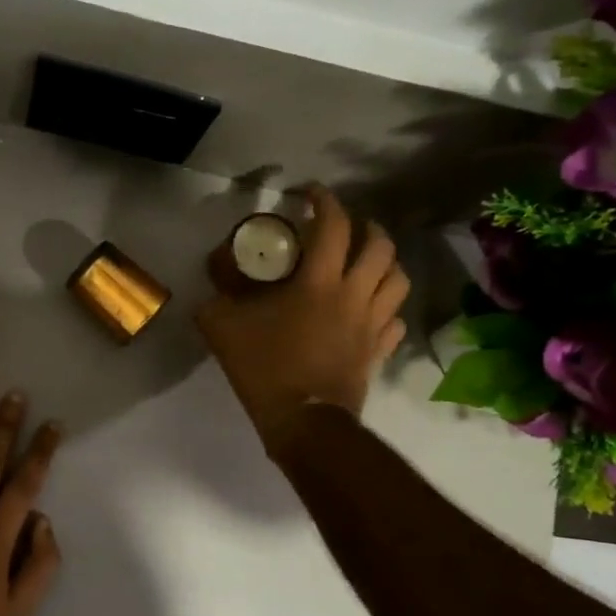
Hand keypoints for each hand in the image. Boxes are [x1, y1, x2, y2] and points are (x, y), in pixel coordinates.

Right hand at [197, 184, 408, 452]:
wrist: (303, 422)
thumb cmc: (264, 368)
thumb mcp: (222, 326)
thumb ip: (217, 294)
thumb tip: (217, 272)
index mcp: (318, 283)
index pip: (333, 226)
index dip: (325, 201)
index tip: (310, 194)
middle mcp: (354, 295)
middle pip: (380, 247)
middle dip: (367, 227)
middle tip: (348, 226)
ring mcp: (372, 324)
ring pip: (398, 279)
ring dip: (385, 262)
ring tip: (367, 261)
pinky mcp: (378, 350)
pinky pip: (395, 319)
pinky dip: (387, 306)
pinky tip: (371, 309)